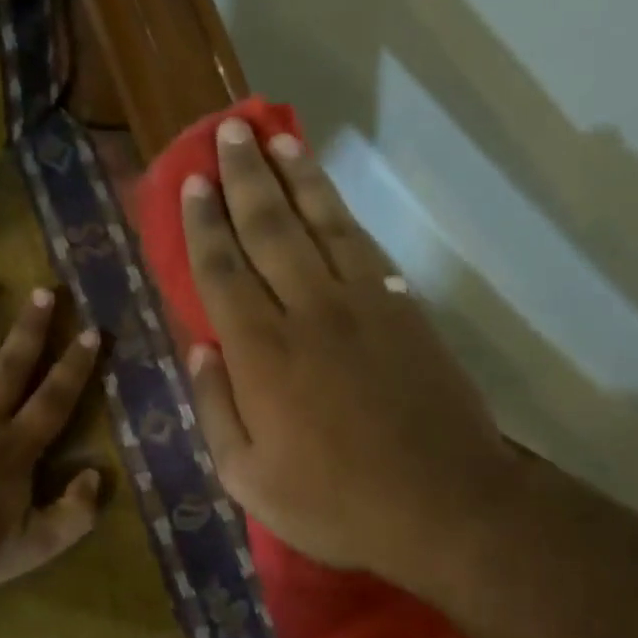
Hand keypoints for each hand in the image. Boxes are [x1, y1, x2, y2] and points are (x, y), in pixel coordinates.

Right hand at [182, 117, 519, 595]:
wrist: (444, 504)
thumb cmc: (335, 502)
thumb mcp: (248, 479)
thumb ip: (215, 409)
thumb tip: (198, 350)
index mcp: (261, 354)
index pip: (222, 270)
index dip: (204, 224)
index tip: (193, 183)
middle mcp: (307, 311)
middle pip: (269, 229)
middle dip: (244, 177)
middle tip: (228, 133)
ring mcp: (361, 303)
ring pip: (320, 222)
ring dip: (295, 177)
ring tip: (275, 137)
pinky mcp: (402, 308)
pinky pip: (363, 245)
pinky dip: (340, 211)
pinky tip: (326, 193)